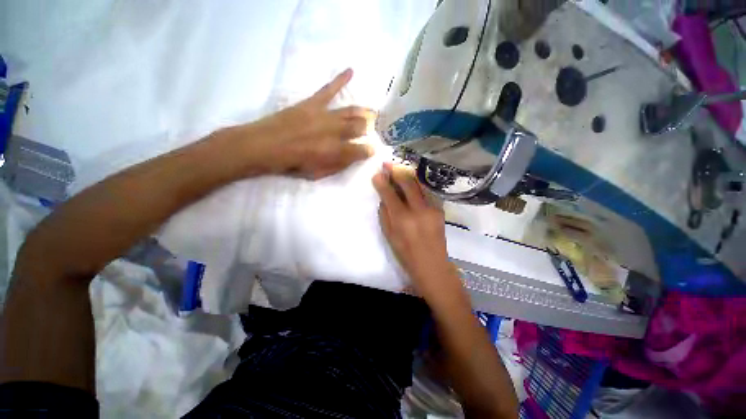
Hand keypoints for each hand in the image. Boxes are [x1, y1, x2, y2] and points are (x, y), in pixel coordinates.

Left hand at [249, 68, 375, 178]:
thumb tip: (352, 159)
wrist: (265, 146)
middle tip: (371, 129)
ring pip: (349, 111)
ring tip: (372, 112)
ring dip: (363, 112)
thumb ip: (337, 166)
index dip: (368, 150)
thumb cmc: (292, 164)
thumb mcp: (317, 174)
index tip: (372, 150)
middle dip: (367, 129)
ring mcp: (324, 115)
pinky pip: (328, 90)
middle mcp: (335, 132)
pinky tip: (351, 71)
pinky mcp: (312, 104)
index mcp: (336, 152)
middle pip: (358, 127)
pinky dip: (340, 80)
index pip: (360, 150)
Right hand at [372, 163, 459, 296]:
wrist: (432, 264)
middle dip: (396, 171)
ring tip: (398, 168)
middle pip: (407, 183)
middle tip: (387, 164)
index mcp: (402, 220)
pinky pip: (426, 192)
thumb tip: (383, 197)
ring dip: (407, 174)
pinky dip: (417, 184)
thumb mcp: (389, 236)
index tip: (376, 173)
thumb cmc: (406, 253)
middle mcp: (418, 210)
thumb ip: (385, 214)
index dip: (382, 182)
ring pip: (419, 184)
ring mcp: (432, 208)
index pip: (390, 194)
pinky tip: (411, 181)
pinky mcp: (440, 209)